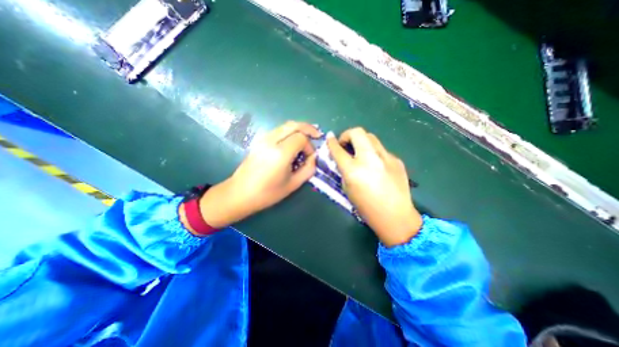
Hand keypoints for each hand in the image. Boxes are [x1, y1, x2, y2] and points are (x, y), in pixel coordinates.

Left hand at [194, 122, 321, 230]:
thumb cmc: (267, 193)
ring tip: (307, 138)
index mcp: (281, 153)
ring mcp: (263, 139)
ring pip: (285, 125)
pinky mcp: (259, 141)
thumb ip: (308, 169)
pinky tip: (293, 142)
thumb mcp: (293, 184)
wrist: (240, 193)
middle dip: (308, 128)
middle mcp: (271, 141)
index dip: (310, 146)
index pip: (301, 138)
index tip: (310, 157)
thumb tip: (314, 157)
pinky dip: (289, 132)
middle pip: (294, 125)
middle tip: (317, 135)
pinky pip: (278, 130)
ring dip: (299, 129)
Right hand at [326, 127, 422, 246]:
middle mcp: (370, 159)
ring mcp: (386, 157)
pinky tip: (376, 166)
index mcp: (353, 170)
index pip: (338, 149)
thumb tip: (342, 157)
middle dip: (347, 134)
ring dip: (361, 141)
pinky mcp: (396, 159)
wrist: (395, 216)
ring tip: (360, 153)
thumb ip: (343, 170)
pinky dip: (374, 153)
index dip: (332, 142)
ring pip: (371, 137)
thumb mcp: (347, 188)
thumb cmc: (366, 207)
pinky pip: (381, 150)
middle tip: (346, 144)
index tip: (330, 138)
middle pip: (357, 132)